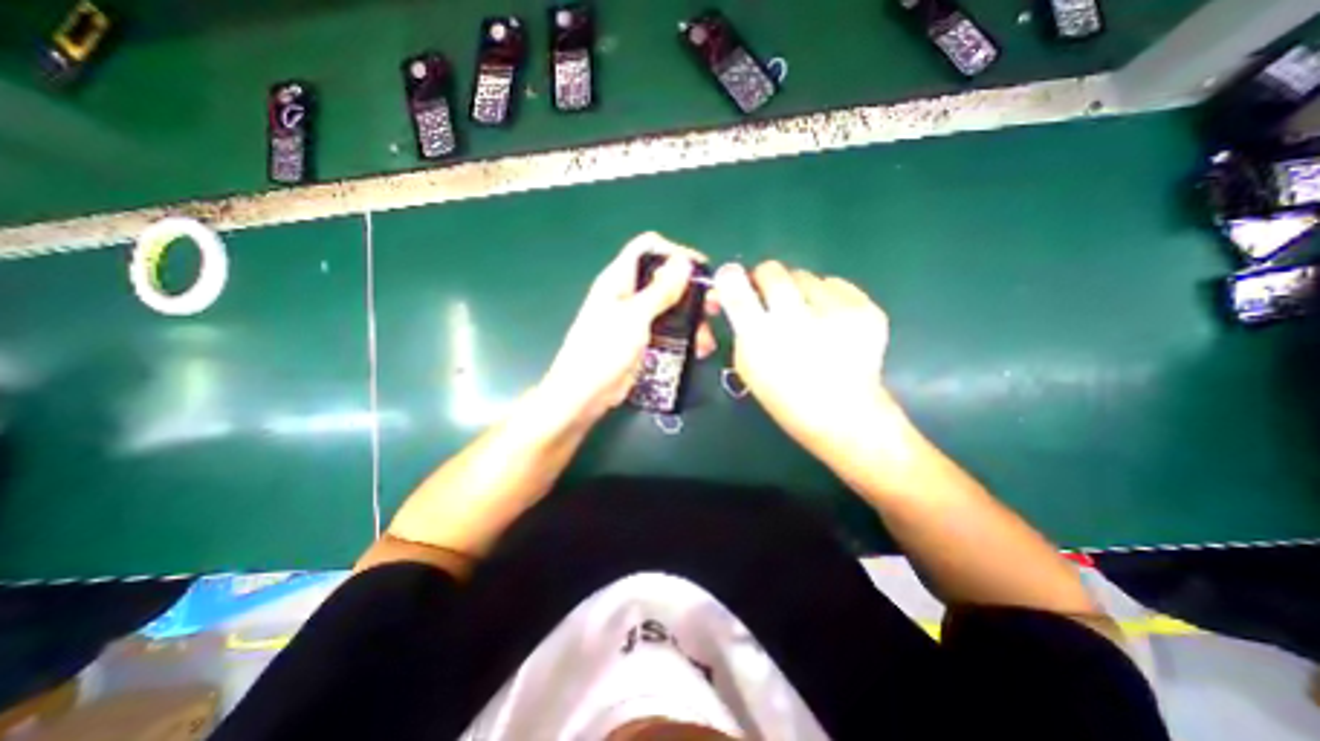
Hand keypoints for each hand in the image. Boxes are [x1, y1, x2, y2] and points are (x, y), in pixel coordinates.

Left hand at [539, 232, 719, 427]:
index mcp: (619, 278)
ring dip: (691, 318)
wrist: (584, 395)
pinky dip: (684, 335)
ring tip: (707, 337)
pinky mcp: (641, 339)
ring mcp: (635, 318)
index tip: (701, 271)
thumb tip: (684, 262)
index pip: (648, 247)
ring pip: (670, 306)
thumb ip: (660, 290)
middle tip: (713, 306)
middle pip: (664, 278)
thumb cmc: (604, 351)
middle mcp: (628, 293)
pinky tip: (698, 349)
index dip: (675, 252)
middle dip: (691, 290)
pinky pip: (667, 329)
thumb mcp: (634, 317)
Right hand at [712, 262, 896, 466]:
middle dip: (765, 279)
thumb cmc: (786, 396)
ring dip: (798, 291)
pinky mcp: (866, 310)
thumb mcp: (747, 366)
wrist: (843, 415)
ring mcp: (836, 312)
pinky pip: (836, 284)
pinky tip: (832, 322)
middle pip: (772, 270)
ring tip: (807, 317)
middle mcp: (796, 319)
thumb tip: (733, 292)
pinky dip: (828, 298)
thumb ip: (739, 326)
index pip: (735, 287)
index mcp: (760, 338)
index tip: (731, 279)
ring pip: (805, 276)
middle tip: (769, 296)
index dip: (729, 278)